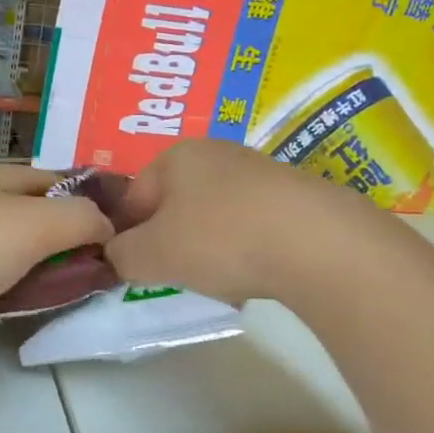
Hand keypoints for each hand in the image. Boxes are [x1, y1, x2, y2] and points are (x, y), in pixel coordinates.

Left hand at [0, 164, 114, 321]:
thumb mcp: (36, 228)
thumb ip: (80, 220)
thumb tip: (106, 224)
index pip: (50, 178)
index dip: (82, 199)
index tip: (103, 230)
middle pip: (12, 201)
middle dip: (42, 224)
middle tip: (67, 261)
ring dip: (5, 245)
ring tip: (24, 277)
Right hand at [105, 139, 364, 304]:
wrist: (316, 242)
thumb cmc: (221, 239)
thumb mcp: (152, 254)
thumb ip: (121, 255)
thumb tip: (117, 254)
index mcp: (175, 156)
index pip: (132, 199)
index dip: (126, 237)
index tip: (133, 271)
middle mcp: (214, 153)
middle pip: (173, 206)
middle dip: (169, 243)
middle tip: (175, 277)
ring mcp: (256, 170)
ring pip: (212, 217)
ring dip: (206, 249)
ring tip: (219, 280)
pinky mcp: (291, 194)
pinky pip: (249, 224)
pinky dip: (243, 248)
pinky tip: (254, 274)